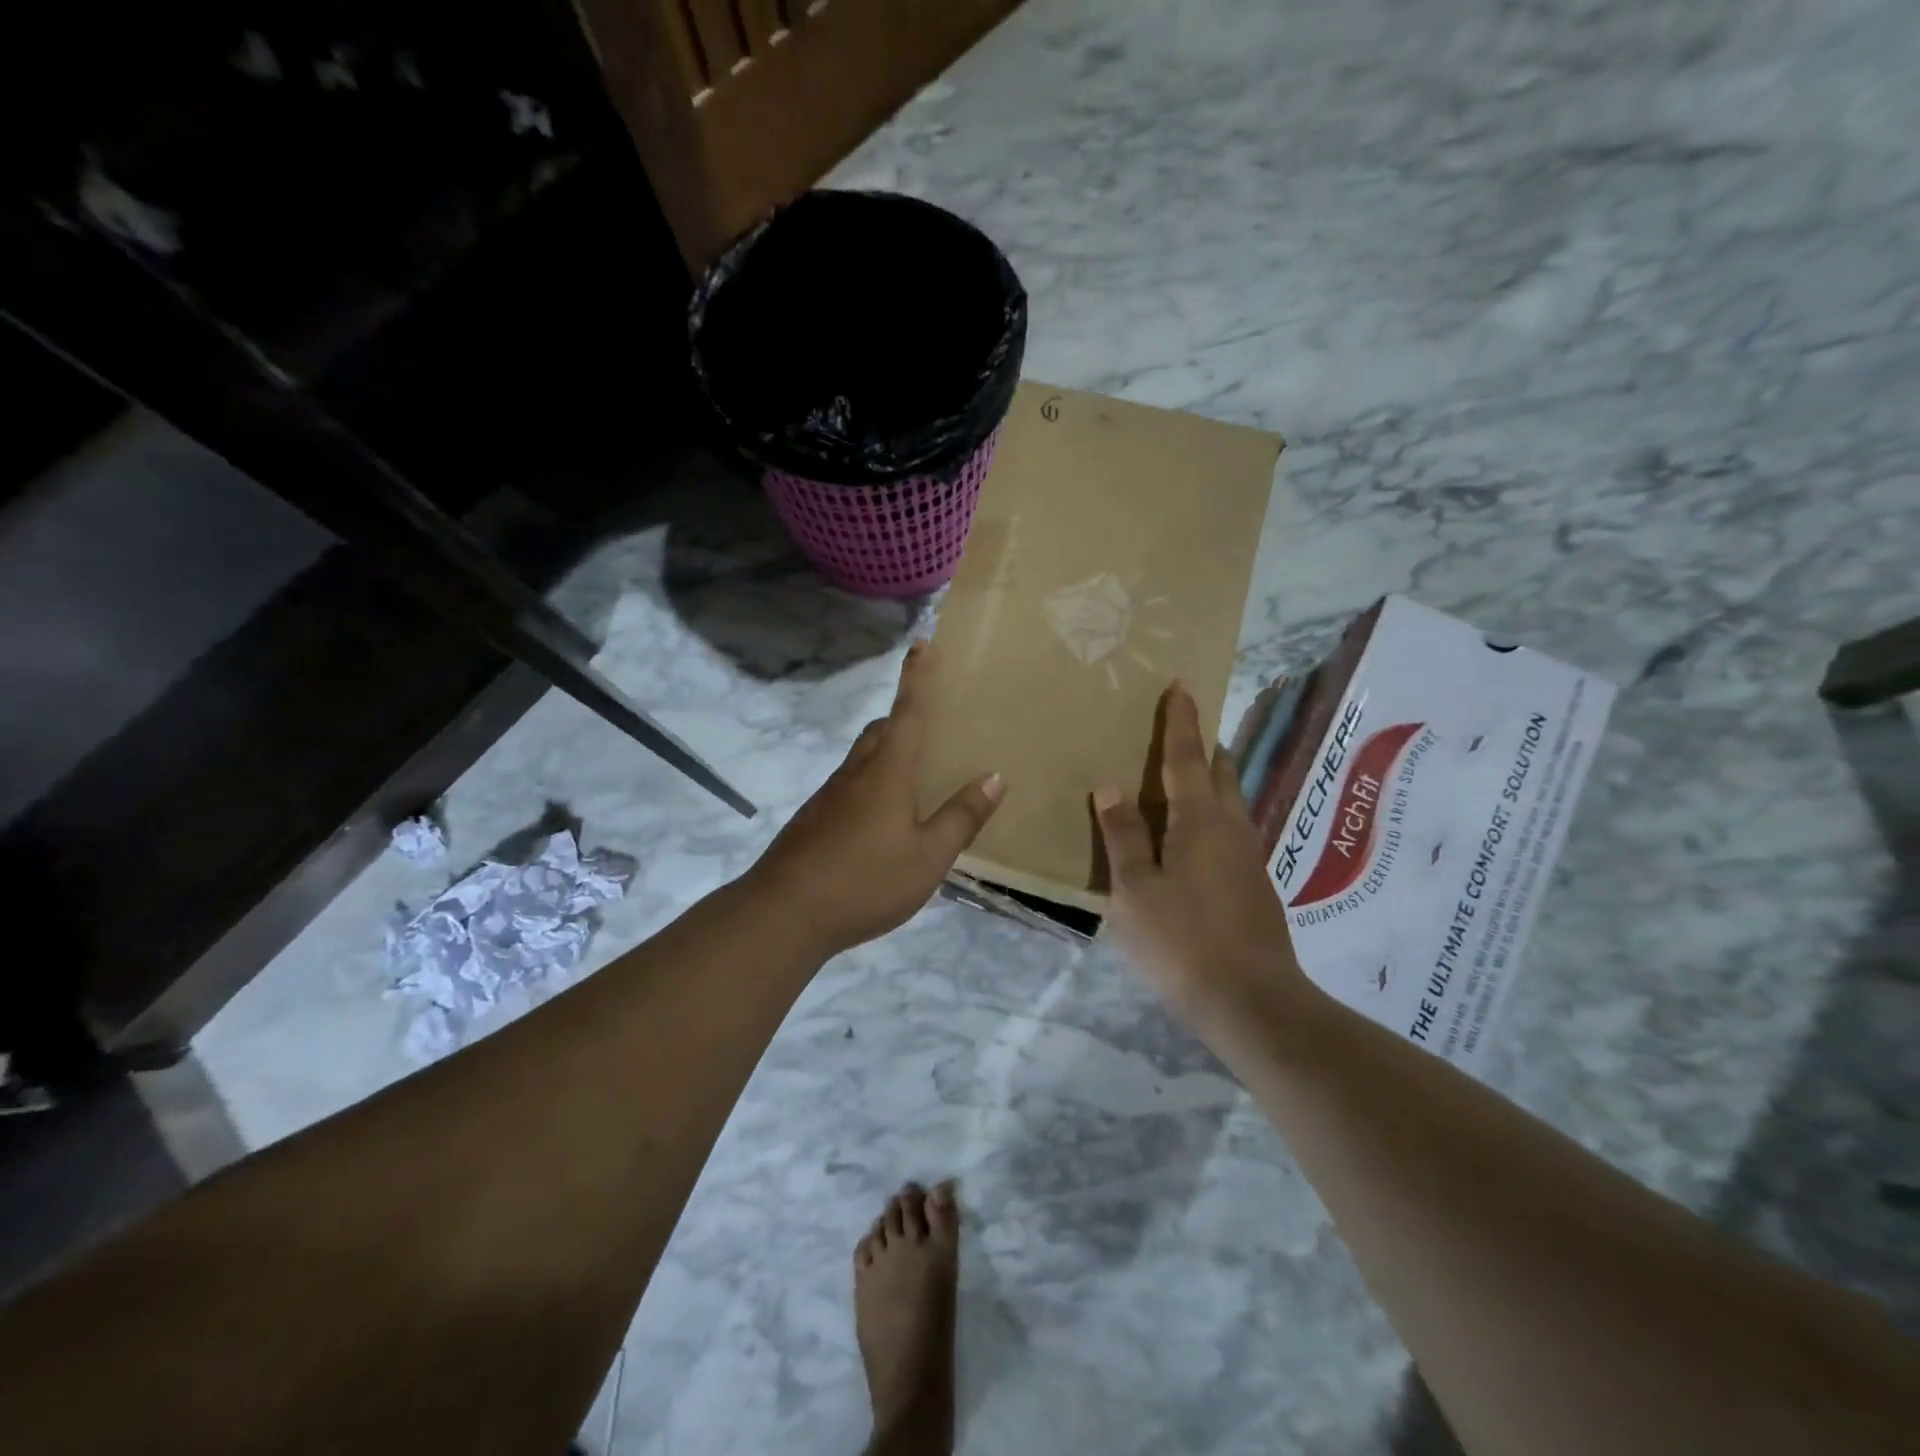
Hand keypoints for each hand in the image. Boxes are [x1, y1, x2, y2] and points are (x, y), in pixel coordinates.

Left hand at [749, 642, 1004, 956]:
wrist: (783, 913)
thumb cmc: (864, 881)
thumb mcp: (927, 857)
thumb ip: (961, 817)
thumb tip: (994, 777)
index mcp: (887, 772)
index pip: (907, 713)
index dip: (917, 679)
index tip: (921, 645)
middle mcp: (855, 774)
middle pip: (880, 732)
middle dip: (902, 720)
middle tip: (929, 729)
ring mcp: (829, 797)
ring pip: (862, 760)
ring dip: (885, 755)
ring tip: (912, 779)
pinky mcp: (813, 821)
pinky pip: (849, 787)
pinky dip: (870, 786)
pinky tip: (881, 823)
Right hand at [1093, 682, 1312, 1028]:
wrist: (1253, 1003)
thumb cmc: (1183, 940)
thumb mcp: (1135, 889)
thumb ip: (1123, 836)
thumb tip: (1110, 787)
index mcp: (1201, 821)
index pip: (1188, 757)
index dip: (1181, 721)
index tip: (1181, 685)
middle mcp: (1232, 828)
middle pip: (1220, 773)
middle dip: (1202, 745)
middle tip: (1179, 729)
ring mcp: (1249, 858)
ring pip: (1231, 803)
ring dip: (1210, 781)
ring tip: (1180, 779)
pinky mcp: (1254, 886)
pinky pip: (1231, 831)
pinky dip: (1211, 815)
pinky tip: (1191, 838)